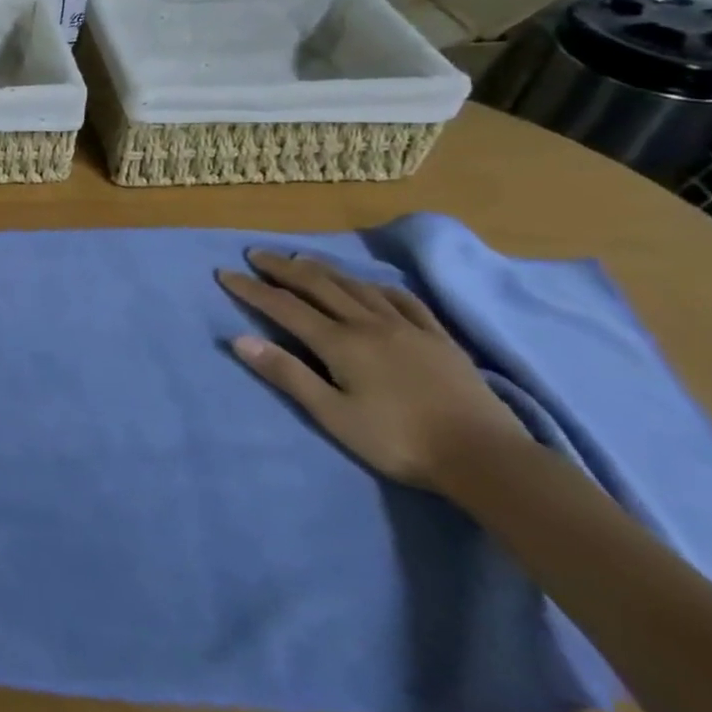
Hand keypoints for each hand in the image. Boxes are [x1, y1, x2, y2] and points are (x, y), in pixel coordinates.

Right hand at [216, 250, 527, 491]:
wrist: (486, 458)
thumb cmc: (398, 441)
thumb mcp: (332, 414)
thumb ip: (287, 374)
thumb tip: (239, 339)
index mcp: (340, 343)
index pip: (284, 307)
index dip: (252, 289)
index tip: (225, 273)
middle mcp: (369, 324)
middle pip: (319, 286)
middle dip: (283, 269)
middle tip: (257, 254)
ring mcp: (408, 328)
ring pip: (358, 287)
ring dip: (325, 269)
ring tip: (302, 259)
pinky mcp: (439, 339)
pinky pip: (404, 301)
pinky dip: (378, 286)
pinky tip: (371, 285)